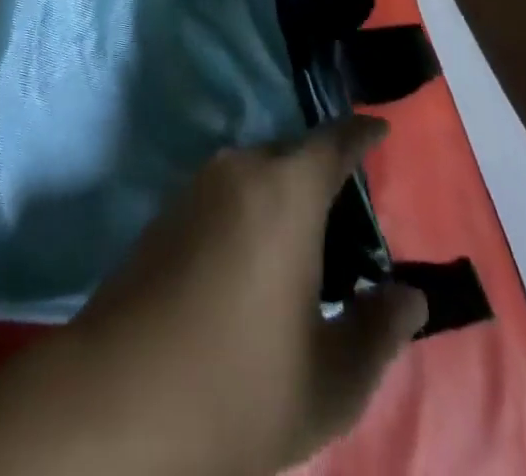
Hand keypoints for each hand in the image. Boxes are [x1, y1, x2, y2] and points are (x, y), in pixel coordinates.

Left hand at [70, 118, 427, 475]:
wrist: (116, 397)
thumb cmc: (237, 387)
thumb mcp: (330, 382)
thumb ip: (379, 331)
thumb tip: (409, 295)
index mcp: (284, 193)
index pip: (333, 141)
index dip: (361, 132)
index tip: (380, 128)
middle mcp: (239, 170)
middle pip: (294, 155)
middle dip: (325, 175)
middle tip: (352, 223)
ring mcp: (197, 186)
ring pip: (257, 173)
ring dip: (285, 196)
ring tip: (309, 251)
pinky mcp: (168, 210)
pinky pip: (227, 192)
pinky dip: (253, 210)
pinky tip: (259, 263)